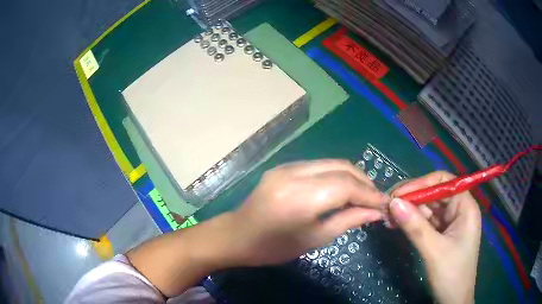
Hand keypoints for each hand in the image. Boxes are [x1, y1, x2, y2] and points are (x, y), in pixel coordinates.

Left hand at [230, 160, 386, 265]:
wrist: (238, 236)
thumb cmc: (275, 247)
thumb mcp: (315, 239)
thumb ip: (348, 221)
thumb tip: (376, 212)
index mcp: (300, 198)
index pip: (346, 186)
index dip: (369, 194)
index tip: (385, 204)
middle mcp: (294, 174)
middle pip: (341, 167)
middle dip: (364, 182)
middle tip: (376, 199)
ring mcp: (286, 167)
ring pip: (331, 163)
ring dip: (352, 176)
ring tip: (364, 194)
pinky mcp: (283, 166)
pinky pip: (318, 166)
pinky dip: (335, 175)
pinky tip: (342, 188)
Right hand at [388, 171, 480, 303]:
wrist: (453, 300)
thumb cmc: (451, 274)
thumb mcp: (433, 250)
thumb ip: (415, 226)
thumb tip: (393, 203)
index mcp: (465, 207)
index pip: (443, 182)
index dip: (421, 184)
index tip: (398, 194)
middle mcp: (459, 209)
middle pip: (434, 194)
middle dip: (411, 199)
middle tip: (387, 207)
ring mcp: (450, 222)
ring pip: (428, 208)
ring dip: (409, 211)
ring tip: (388, 217)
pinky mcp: (442, 233)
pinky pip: (426, 221)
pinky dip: (412, 222)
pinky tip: (397, 224)